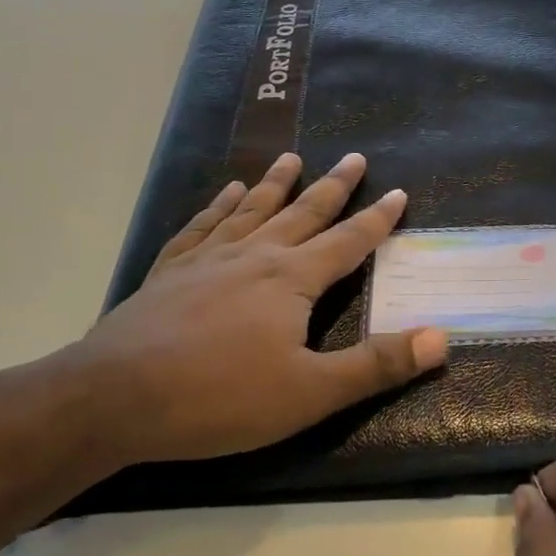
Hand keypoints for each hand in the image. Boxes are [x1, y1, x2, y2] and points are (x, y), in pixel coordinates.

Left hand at [60, 151, 446, 465]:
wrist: (114, 398)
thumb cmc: (220, 397)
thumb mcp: (310, 392)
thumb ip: (376, 365)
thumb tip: (441, 338)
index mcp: (292, 279)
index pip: (348, 241)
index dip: (377, 219)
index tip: (398, 193)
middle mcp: (254, 255)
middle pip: (303, 212)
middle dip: (333, 187)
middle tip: (353, 157)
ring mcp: (207, 259)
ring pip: (251, 210)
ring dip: (275, 183)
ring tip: (290, 159)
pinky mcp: (170, 271)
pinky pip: (202, 225)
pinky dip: (218, 206)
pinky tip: (225, 193)